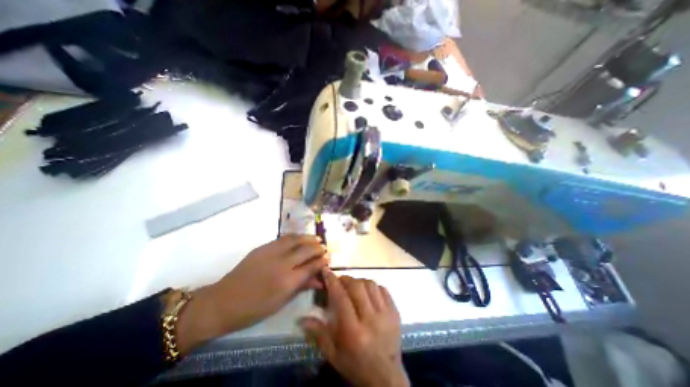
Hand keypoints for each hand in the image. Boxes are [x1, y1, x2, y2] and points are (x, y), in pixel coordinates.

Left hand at [175, 235, 329, 354]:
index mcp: (287, 281)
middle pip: (306, 250)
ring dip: (308, 238)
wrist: (223, 301)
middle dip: (318, 248)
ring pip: (295, 239)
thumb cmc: (255, 308)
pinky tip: (299, 237)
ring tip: (316, 238)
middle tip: (324, 247)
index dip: (321, 261)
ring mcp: (271, 253)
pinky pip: (283, 238)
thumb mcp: (281, 301)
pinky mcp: (263, 247)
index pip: (311, 266)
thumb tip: (319, 279)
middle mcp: (282, 264)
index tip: (328, 258)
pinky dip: (295, 236)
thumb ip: (302, 286)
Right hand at [303, 270, 407, 386]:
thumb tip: (301, 318)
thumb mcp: (333, 355)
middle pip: (357, 287)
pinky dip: (373, 286)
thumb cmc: (356, 365)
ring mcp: (386, 314)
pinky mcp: (395, 312)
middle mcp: (370, 319)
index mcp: (353, 332)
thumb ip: (318, 334)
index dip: (332, 282)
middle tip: (339, 280)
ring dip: (359, 281)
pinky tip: (367, 291)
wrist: (386, 378)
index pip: (341, 298)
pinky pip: (383, 290)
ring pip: (370, 285)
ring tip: (353, 285)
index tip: (327, 271)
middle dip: (345, 279)